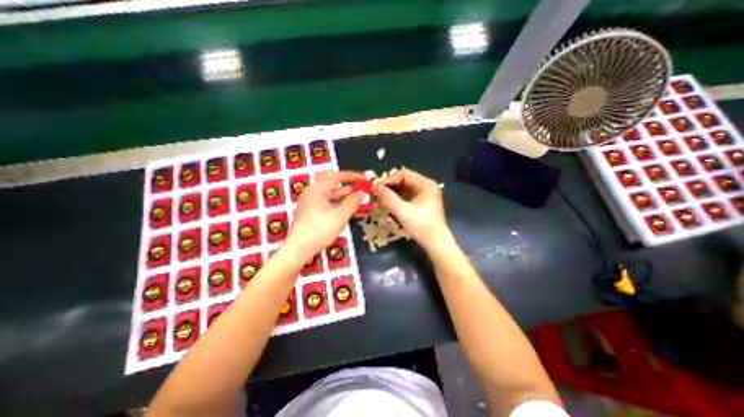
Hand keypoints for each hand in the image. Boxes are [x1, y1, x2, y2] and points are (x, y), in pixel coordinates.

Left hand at [285, 169, 364, 259]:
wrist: (298, 250)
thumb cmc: (318, 230)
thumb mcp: (339, 216)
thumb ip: (353, 202)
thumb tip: (363, 193)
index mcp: (317, 189)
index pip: (338, 176)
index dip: (353, 177)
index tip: (365, 180)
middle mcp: (314, 193)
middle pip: (336, 186)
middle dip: (352, 190)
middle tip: (365, 193)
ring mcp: (313, 204)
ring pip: (334, 198)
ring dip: (348, 200)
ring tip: (364, 205)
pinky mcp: (314, 214)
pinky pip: (331, 206)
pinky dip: (342, 208)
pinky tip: (354, 213)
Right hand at [379, 166, 453, 250]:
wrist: (436, 243)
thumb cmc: (423, 227)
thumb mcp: (404, 213)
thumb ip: (389, 199)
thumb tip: (377, 189)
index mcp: (425, 184)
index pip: (403, 174)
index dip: (389, 179)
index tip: (378, 189)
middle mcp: (425, 186)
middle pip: (403, 180)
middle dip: (390, 186)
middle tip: (378, 194)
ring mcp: (424, 194)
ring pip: (404, 188)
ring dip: (392, 193)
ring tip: (381, 199)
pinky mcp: (421, 202)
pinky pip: (406, 195)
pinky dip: (397, 198)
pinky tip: (388, 204)